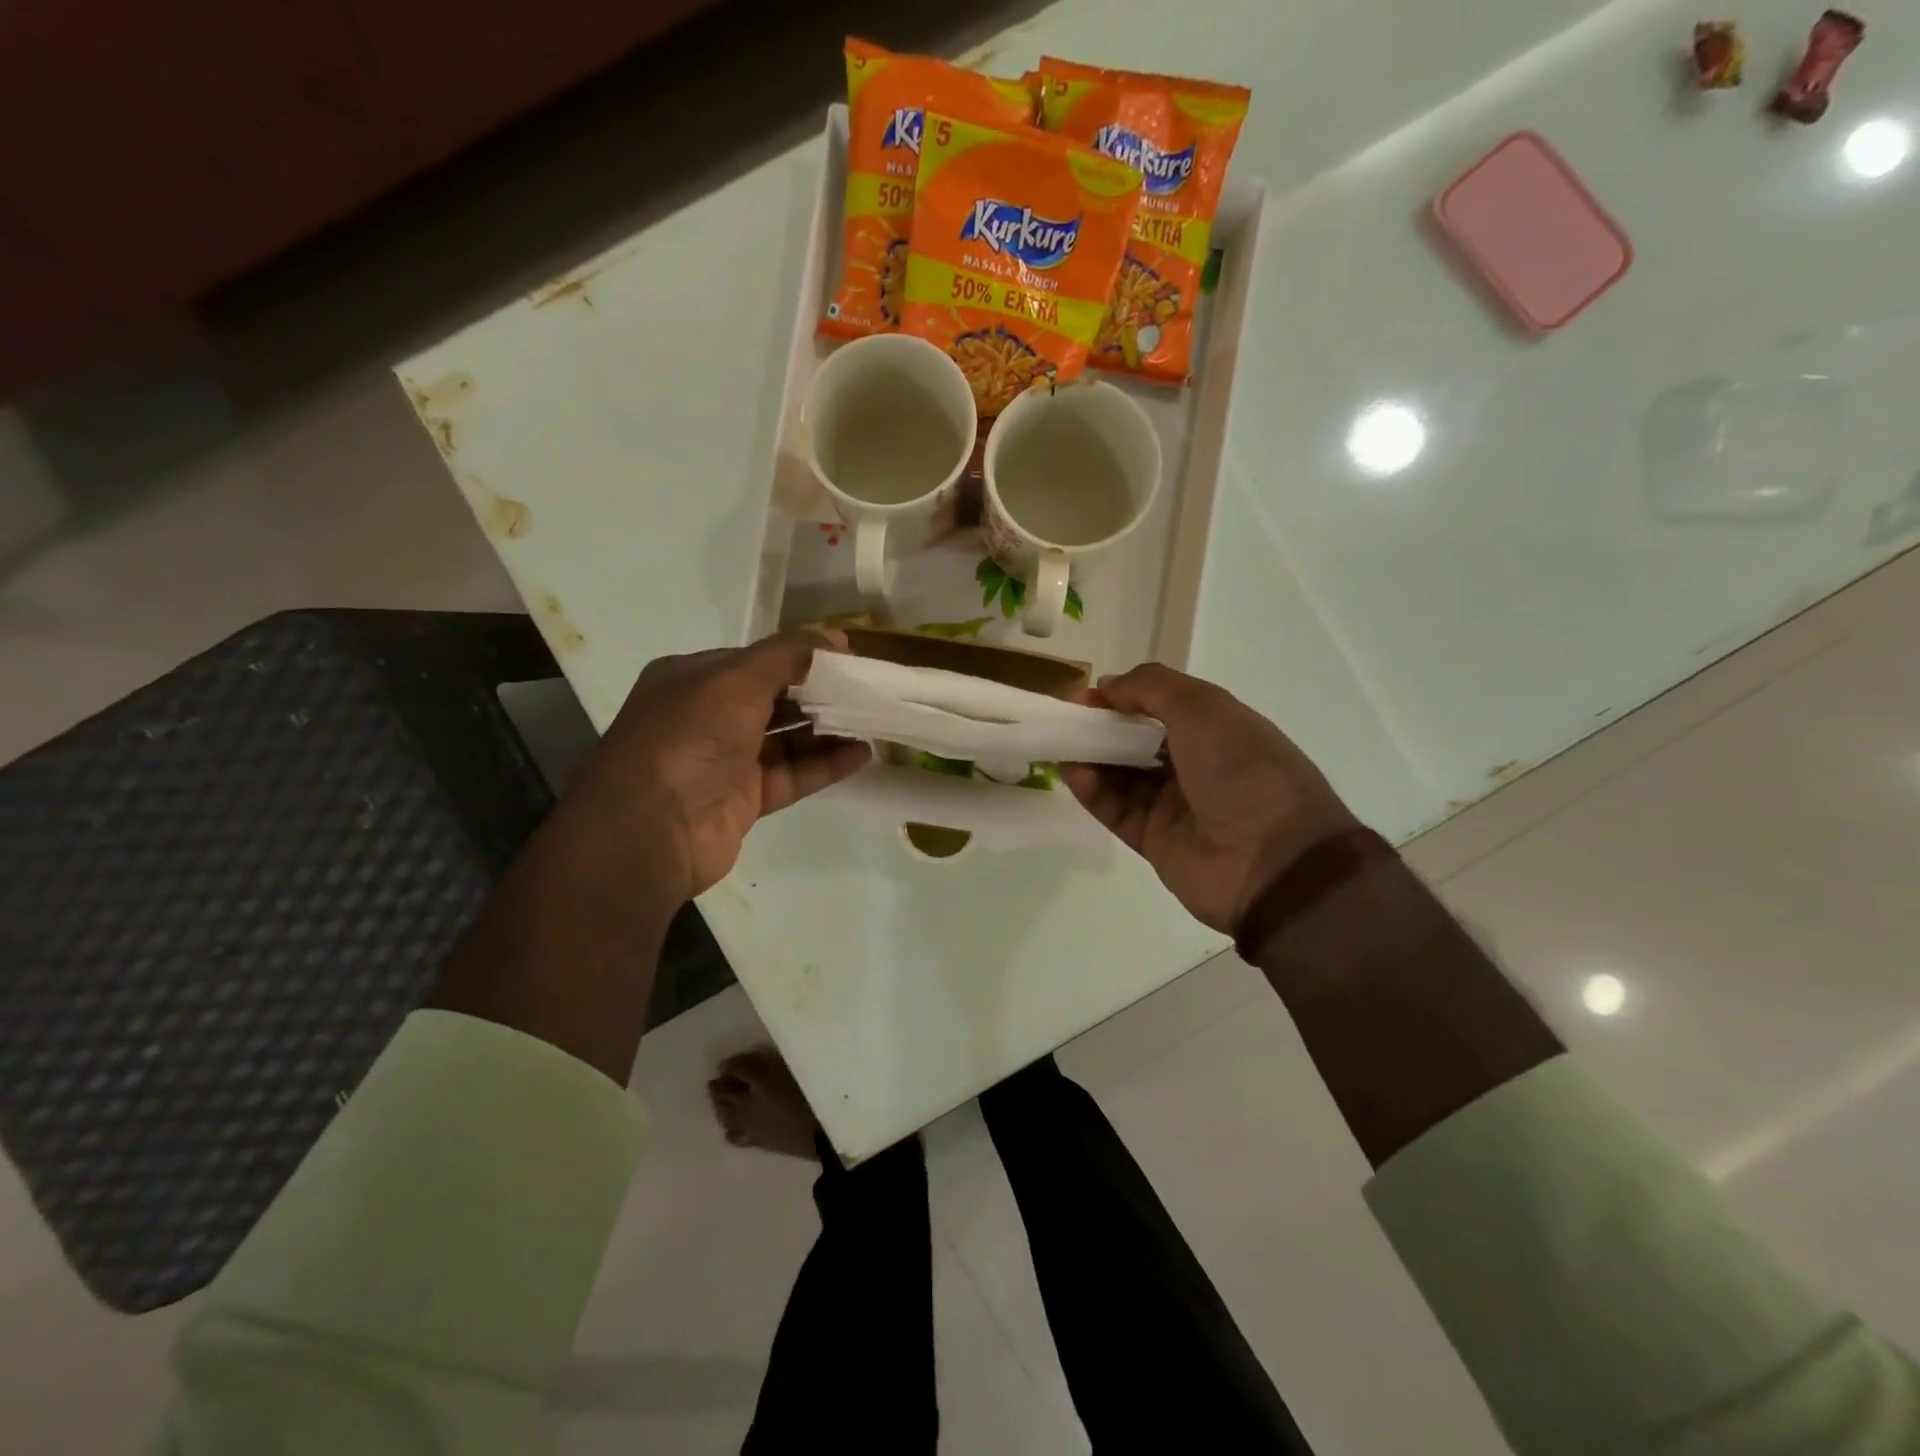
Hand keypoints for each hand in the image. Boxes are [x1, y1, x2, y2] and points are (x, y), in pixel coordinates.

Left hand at [564, 632, 869, 904]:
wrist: (649, 830)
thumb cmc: (689, 738)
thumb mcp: (737, 679)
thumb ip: (788, 654)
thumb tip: (835, 638)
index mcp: (694, 679)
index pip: (757, 661)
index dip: (803, 657)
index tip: (849, 658)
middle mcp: (707, 717)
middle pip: (775, 698)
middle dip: (820, 694)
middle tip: (868, 690)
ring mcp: (725, 761)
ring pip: (786, 739)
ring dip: (828, 730)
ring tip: (874, 720)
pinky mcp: (743, 799)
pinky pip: (791, 775)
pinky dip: (825, 764)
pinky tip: (862, 754)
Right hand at [1062, 664, 1357, 934]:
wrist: (1274, 863)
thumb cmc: (1244, 771)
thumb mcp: (1204, 709)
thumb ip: (1151, 688)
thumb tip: (1108, 686)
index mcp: (1219, 729)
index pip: (1163, 705)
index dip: (1126, 696)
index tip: (1090, 694)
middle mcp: (1197, 765)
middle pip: (1138, 740)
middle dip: (1103, 726)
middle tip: (1068, 719)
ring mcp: (1175, 805)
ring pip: (1123, 775)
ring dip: (1093, 757)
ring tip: (1063, 744)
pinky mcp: (1155, 841)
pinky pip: (1117, 810)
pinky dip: (1094, 791)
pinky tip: (1074, 773)